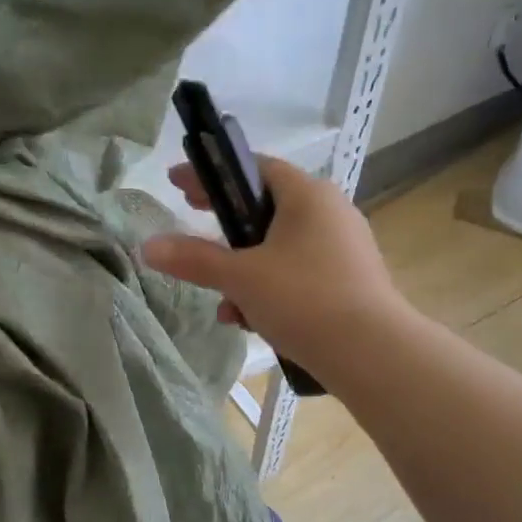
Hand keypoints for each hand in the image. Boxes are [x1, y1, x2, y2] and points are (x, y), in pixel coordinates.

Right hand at [141, 156, 401, 372]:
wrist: (373, 353)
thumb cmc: (303, 298)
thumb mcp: (240, 277)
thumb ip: (193, 259)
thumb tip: (148, 246)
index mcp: (307, 195)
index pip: (253, 168)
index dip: (212, 175)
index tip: (178, 183)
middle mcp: (330, 211)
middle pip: (266, 207)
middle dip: (224, 224)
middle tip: (191, 219)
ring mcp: (343, 247)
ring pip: (280, 246)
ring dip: (245, 269)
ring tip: (223, 303)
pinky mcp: (349, 280)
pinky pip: (298, 272)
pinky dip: (270, 287)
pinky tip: (252, 320)